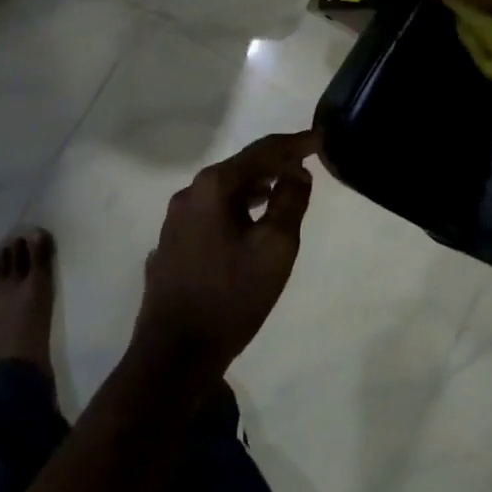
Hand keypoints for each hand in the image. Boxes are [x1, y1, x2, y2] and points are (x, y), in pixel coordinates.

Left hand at [133, 130, 319, 377]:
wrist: (175, 354)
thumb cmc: (232, 296)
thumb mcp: (275, 248)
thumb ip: (291, 202)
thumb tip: (297, 172)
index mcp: (213, 187)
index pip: (262, 151)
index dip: (294, 143)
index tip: (320, 137)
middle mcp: (189, 194)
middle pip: (239, 168)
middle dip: (273, 164)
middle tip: (303, 166)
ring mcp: (175, 220)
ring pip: (222, 192)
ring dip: (253, 188)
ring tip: (281, 192)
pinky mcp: (171, 244)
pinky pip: (210, 213)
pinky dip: (234, 209)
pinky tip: (247, 224)